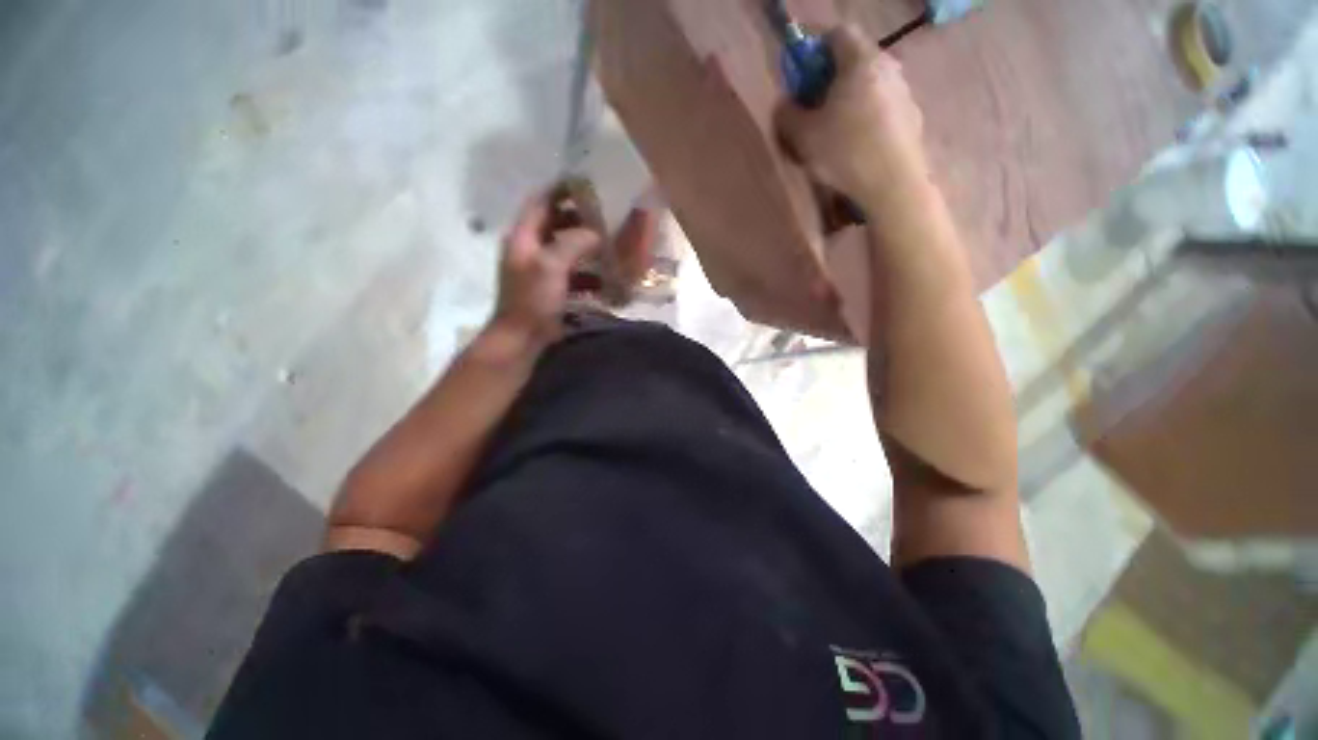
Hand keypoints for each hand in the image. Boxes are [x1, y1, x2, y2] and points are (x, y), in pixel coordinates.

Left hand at [490, 191, 602, 349]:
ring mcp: (540, 270)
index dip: (561, 191)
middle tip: (606, 219)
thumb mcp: (551, 266)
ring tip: (610, 248)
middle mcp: (530, 249)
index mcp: (524, 237)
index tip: (587, 186)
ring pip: (566, 250)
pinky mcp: (551, 289)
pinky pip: (572, 274)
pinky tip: (605, 280)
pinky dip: (588, 274)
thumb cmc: (533, 299)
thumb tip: (594, 232)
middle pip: (556, 225)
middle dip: (580, 221)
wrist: (522, 337)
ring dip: (586, 248)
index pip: (541, 202)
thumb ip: (572, 243)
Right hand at [776, 25, 925, 206]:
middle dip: (831, 78)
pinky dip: (868, 116)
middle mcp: (887, 67)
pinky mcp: (913, 117)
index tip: (801, 76)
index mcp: (860, 61)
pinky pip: (883, 106)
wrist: (894, 185)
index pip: (837, 34)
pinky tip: (858, 145)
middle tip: (815, 107)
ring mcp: (904, 92)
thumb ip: (787, 115)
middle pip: (855, 59)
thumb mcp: (803, 137)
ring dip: (851, 99)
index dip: (815, 49)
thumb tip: (784, 104)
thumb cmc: (845, 153)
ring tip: (836, 132)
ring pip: (870, 84)